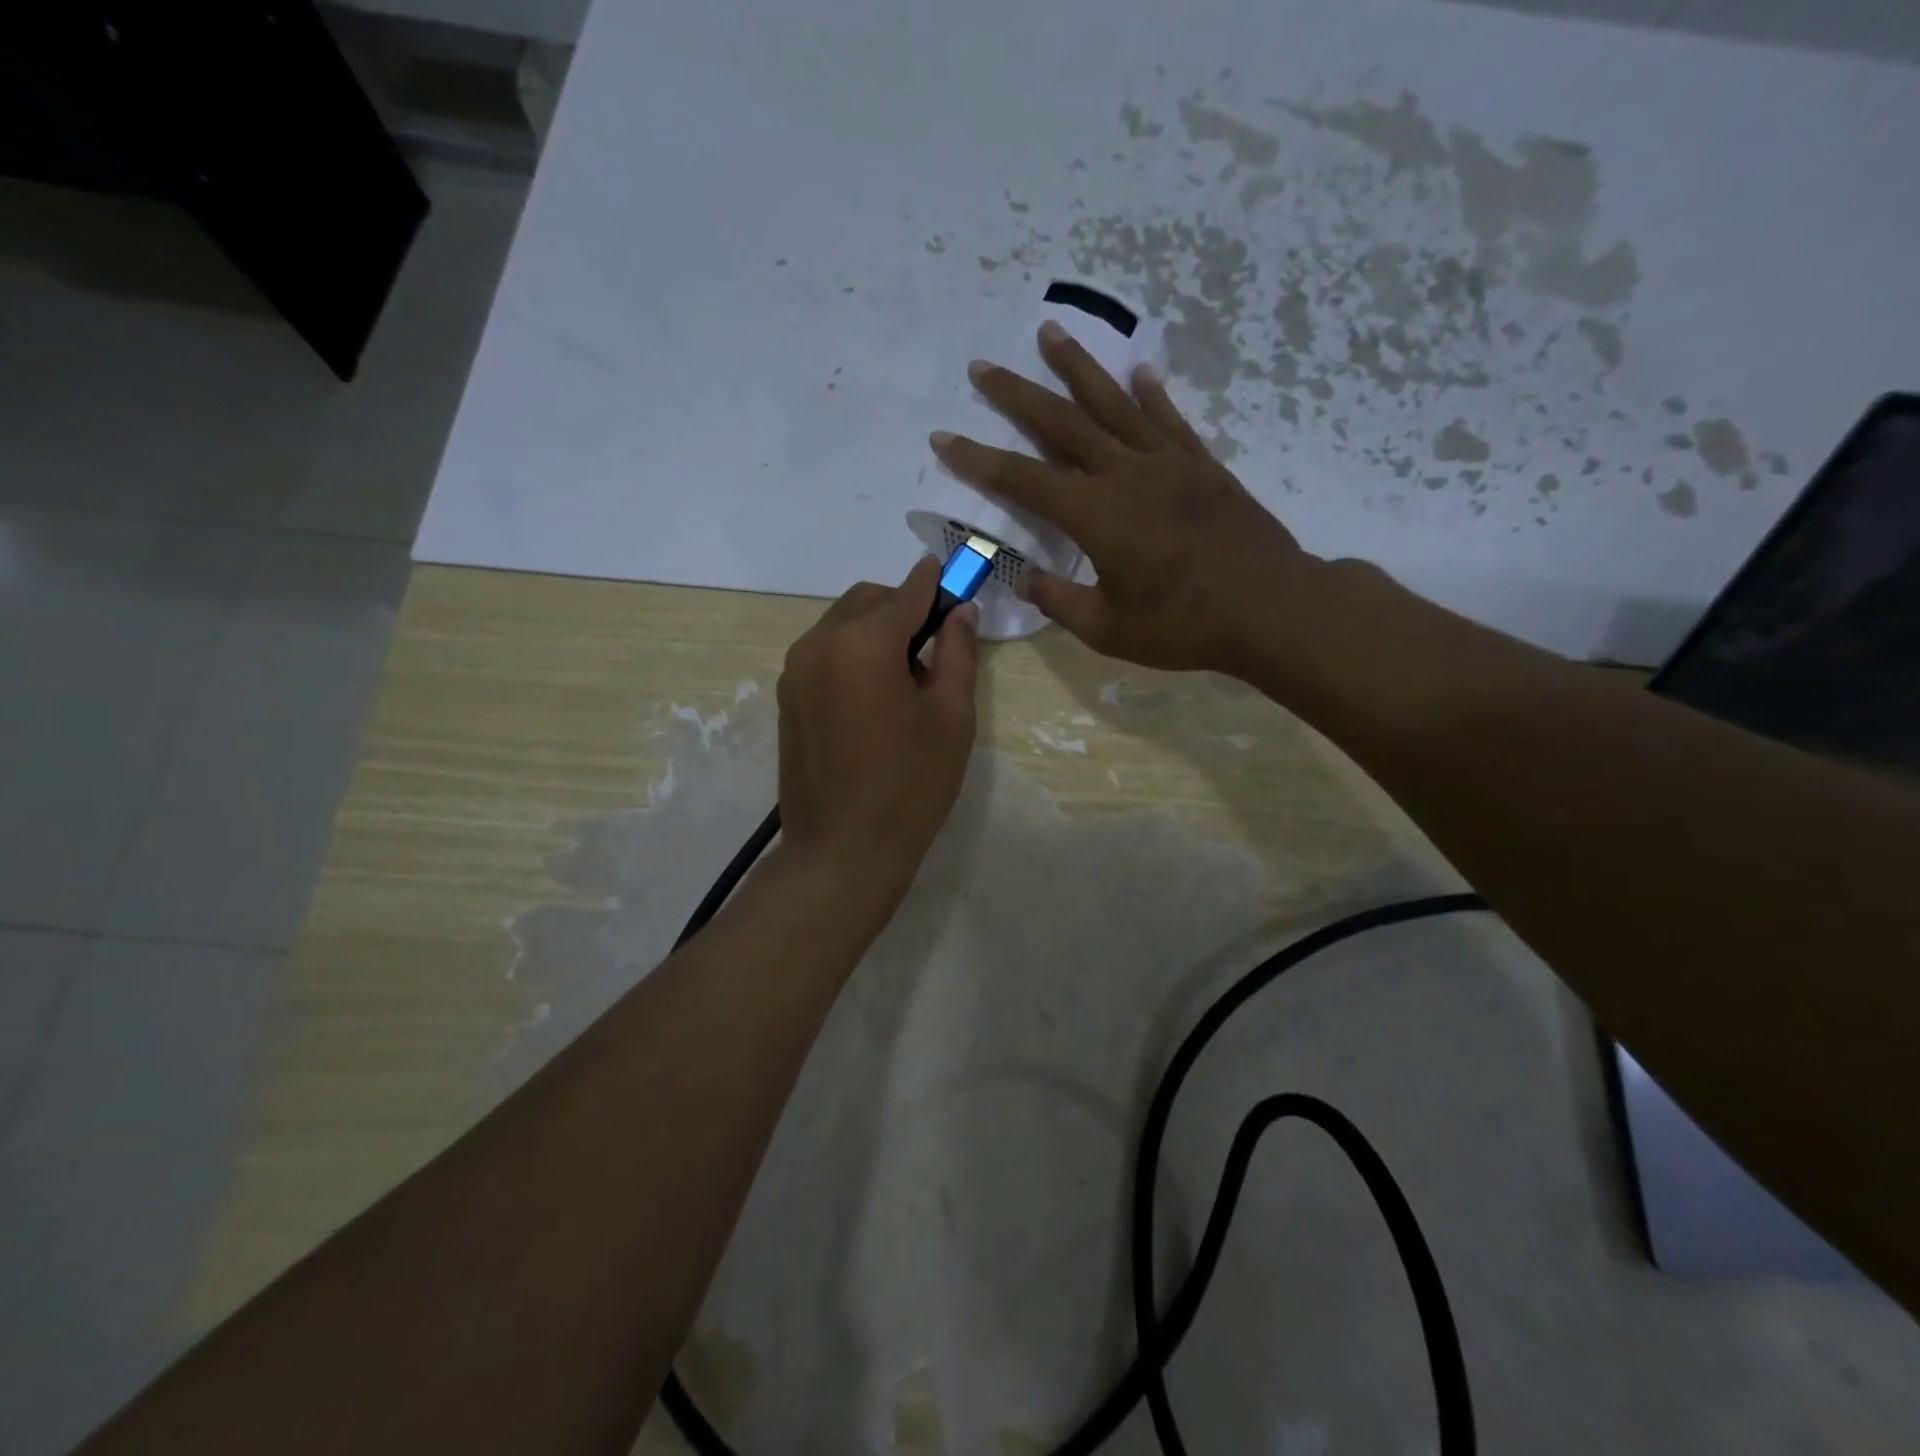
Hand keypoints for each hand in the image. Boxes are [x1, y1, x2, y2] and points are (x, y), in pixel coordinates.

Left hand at [776, 557, 979, 899]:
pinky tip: (874, 698)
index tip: (957, 581)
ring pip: (842, 624)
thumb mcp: (952, 718)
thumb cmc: (911, 786)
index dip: (936, 584)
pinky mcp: (787, 697)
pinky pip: (824, 653)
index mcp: (864, 642)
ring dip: (876, 632)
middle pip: (868, 600)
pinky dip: (852, 654)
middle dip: (904, 608)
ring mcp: (795, 670)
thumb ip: (958, 653)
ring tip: (906, 680)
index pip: (907, 592)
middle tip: (936, 647)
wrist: (843, 851)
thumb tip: (960, 611)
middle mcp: (819, 643)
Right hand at [929, 321, 1316, 676]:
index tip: (944, 438)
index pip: (1023, 480)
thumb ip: (1061, 601)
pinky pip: (1169, 420)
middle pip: (1062, 424)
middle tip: (982, 367)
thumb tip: (1027, 579)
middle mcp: (1126, 475)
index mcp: (1097, 516)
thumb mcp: (1109, 630)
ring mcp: (1168, 463)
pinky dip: (1150, 394)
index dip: (979, 460)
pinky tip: (1138, 371)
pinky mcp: (1202, 466)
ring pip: (1113, 404)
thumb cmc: (1184, 625)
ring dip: (1077, 368)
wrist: (1271, 607)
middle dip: (1017, 395)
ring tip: (1049, 332)